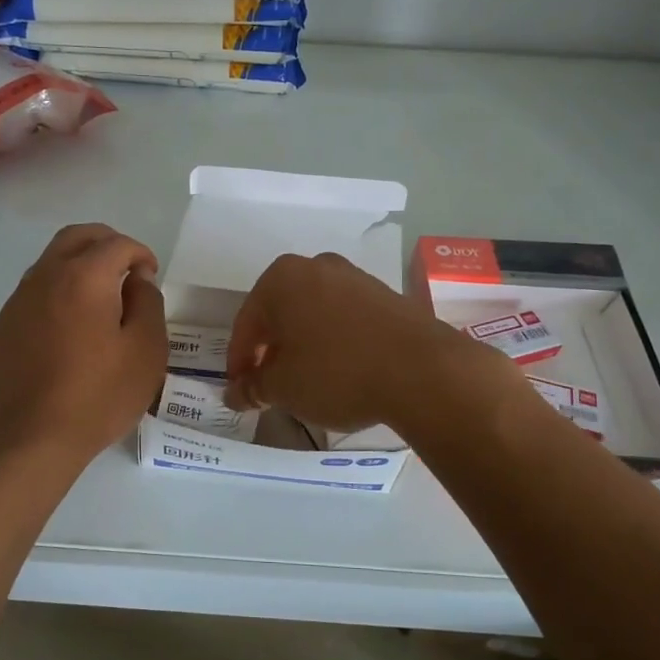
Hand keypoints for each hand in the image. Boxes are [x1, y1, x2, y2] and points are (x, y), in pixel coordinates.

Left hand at [0, 224, 166, 460]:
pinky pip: (33, 295)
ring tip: (99, 300)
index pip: (117, 244)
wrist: (29, 439)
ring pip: (50, 263)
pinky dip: (57, 295)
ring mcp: (17, 302)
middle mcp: (45, 277)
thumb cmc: (98, 396)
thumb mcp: (146, 351)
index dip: (140, 254)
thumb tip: (136, 279)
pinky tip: (68, 331)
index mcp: (84, 277)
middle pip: (76, 238)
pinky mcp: (2, 329)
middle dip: (106, 243)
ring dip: (78, 267)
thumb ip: (148, 303)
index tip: (150, 277)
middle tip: (125, 269)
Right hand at [225, 252, 482, 433]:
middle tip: (269, 384)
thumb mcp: (283, 387)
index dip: (239, 361)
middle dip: (271, 349)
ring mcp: (356, 278)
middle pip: (281, 313)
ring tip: (306, 380)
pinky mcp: (387, 295)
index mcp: (281, 278)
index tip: (240, 390)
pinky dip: (334, 341)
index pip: (246, 324)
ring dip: (304, 344)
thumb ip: (254, 387)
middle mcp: (317, 266)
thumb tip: (236, 393)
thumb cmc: (336, 372)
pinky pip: (345, 319)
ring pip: (314, 314)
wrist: (423, 371)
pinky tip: (341, 370)